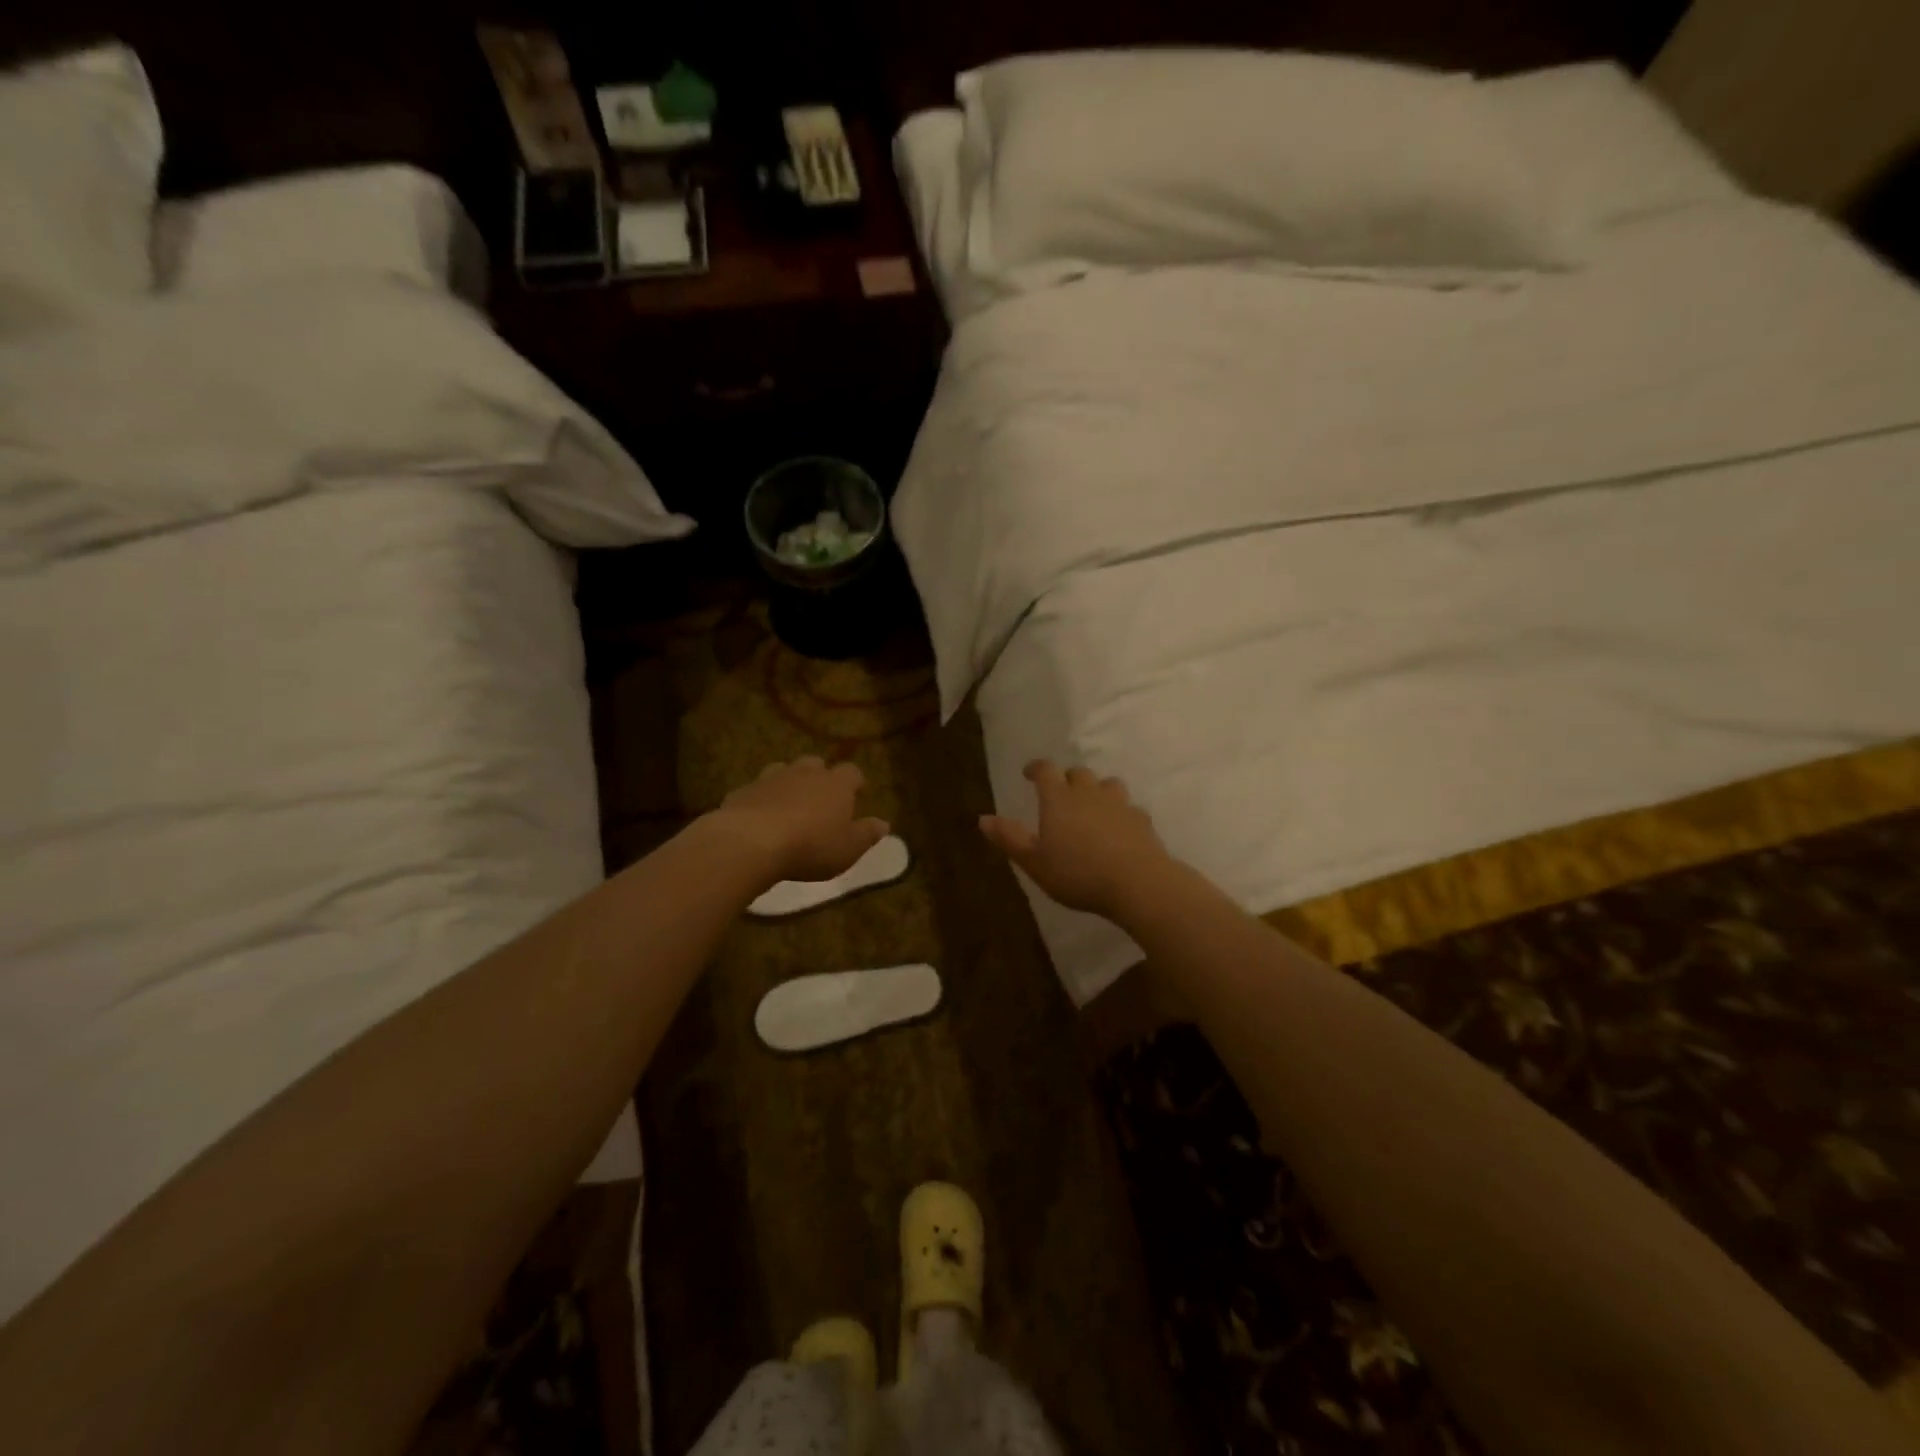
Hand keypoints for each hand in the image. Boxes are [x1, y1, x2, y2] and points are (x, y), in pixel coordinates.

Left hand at [709, 756, 889, 885]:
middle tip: (822, 797)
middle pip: (816, 764)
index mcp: (836, 784)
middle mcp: (805, 773)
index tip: (858, 793)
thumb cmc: (810, 847)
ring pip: (784, 770)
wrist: (751, 842)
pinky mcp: (744, 790)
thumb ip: (867, 834)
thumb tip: (884, 824)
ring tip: (790, 802)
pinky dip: (762, 797)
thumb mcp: (848, 848)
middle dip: (821, 776)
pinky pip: (757, 789)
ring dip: (790, 782)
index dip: (856, 782)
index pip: (852, 772)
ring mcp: (771, 778)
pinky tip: (760, 815)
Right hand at [979, 761, 1173, 919]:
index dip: (1036, 768)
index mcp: (1058, 799)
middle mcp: (1089, 793)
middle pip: (1078, 773)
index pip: (1046, 770)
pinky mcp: (1142, 820)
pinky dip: (1120, 812)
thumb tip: (983, 818)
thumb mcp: (1035, 862)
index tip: (1029, 774)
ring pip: (1107, 784)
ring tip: (1092, 806)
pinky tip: (1118, 829)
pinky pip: (1129, 807)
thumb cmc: (1077, 873)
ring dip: (1097, 790)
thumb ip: (1010, 839)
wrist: (1137, 883)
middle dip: (1066, 779)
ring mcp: (1119, 804)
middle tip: (1059, 794)